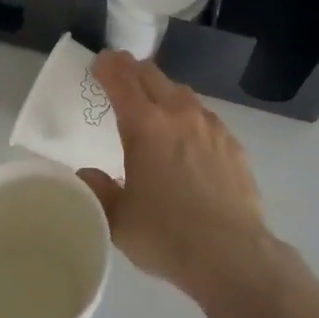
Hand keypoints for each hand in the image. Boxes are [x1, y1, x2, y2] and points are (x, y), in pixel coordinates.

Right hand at [79, 52, 272, 303]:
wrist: (232, 255)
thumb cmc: (167, 236)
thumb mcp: (118, 220)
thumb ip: (98, 191)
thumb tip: (86, 174)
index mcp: (145, 126)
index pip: (122, 80)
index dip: (108, 67)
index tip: (100, 62)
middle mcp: (178, 114)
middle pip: (152, 76)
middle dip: (133, 70)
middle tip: (120, 73)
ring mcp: (210, 126)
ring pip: (181, 92)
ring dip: (162, 89)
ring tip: (154, 102)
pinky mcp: (232, 143)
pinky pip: (204, 116)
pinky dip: (188, 114)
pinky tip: (188, 135)